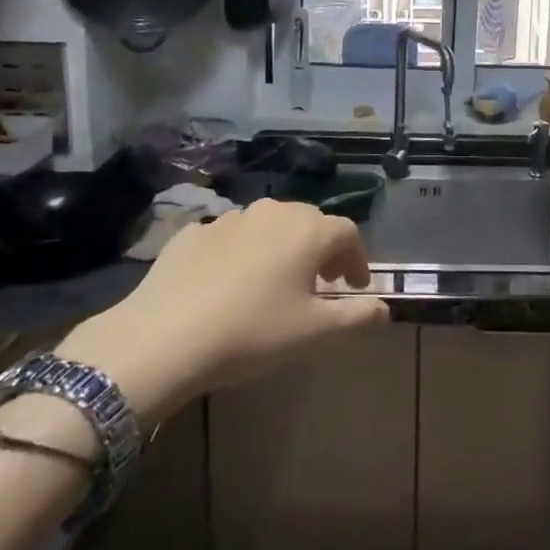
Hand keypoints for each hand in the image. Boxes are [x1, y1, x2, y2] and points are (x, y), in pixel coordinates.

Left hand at [57, 199, 388, 411]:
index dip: (358, 259)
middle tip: (324, 284)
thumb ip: (358, 317)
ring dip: (283, 247)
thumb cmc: (252, 332)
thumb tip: (385, 308)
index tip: (356, 287)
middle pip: (310, 222)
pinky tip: (230, 282)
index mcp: (308, 231)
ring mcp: (230, 218)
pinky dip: (242, 252)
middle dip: (323, 250)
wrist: (164, 337)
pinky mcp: (193, 232)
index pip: (348, 233)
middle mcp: (273, 212)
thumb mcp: (315, 333)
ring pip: (269, 225)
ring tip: (277, 281)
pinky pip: (231, 236)